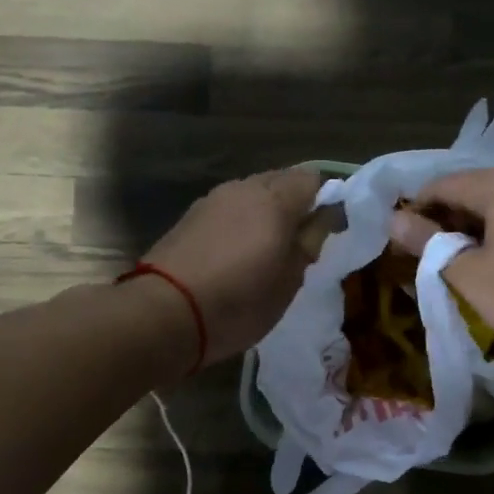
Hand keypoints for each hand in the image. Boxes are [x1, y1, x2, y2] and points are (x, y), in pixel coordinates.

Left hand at [142, 168, 323, 366]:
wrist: (166, 313)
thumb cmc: (239, 302)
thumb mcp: (289, 281)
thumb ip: (310, 242)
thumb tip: (326, 217)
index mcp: (275, 201)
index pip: (312, 180)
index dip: (325, 201)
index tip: (327, 231)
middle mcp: (244, 188)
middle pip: (281, 180)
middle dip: (296, 203)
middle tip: (300, 241)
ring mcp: (214, 199)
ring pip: (253, 192)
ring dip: (267, 211)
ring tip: (268, 248)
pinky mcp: (191, 215)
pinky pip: (230, 207)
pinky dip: (242, 220)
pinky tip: (238, 251)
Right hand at [389, 168, 493, 370]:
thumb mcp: (467, 273)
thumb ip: (427, 242)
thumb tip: (394, 221)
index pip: (443, 185)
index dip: (416, 211)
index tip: (398, 242)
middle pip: (472, 192)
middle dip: (444, 222)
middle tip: (421, 257)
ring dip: (470, 231)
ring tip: (450, 265)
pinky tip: (488, 265)